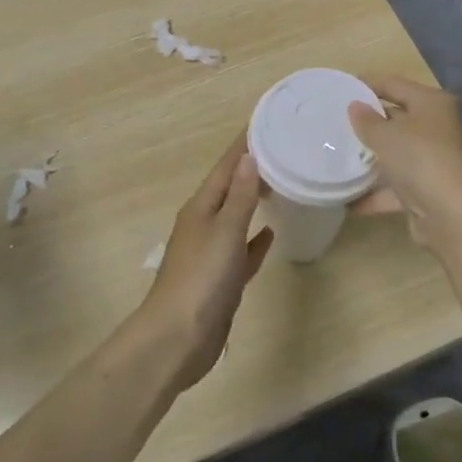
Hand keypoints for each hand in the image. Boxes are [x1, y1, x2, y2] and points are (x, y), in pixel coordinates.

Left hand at [140, 134, 273, 391]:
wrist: (177, 339)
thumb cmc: (201, 279)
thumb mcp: (224, 231)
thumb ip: (240, 196)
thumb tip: (248, 157)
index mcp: (201, 207)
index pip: (225, 167)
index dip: (243, 145)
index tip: (266, 122)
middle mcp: (204, 224)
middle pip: (231, 189)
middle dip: (252, 170)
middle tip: (284, 151)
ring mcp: (212, 253)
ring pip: (237, 218)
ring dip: (255, 201)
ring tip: (282, 184)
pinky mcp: (222, 279)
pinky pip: (242, 250)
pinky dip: (255, 239)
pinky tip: (271, 233)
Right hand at [347, 75, 461, 246]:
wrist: (453, 215)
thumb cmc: (420, 159)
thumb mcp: (386, 135)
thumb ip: (367, 121)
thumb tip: (355, 106)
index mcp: (432, 103)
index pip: (395, 84)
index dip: (368, 84)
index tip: (340, 88)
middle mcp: (437, 128)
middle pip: (397, 119)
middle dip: (368, 122)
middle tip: (335, 122)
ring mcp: (434, 161)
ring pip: (397, 153)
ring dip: (370, 158)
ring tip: (337, 156)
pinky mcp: (428, 191)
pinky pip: (396, 187)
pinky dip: (375, 193)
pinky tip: (348, 199)